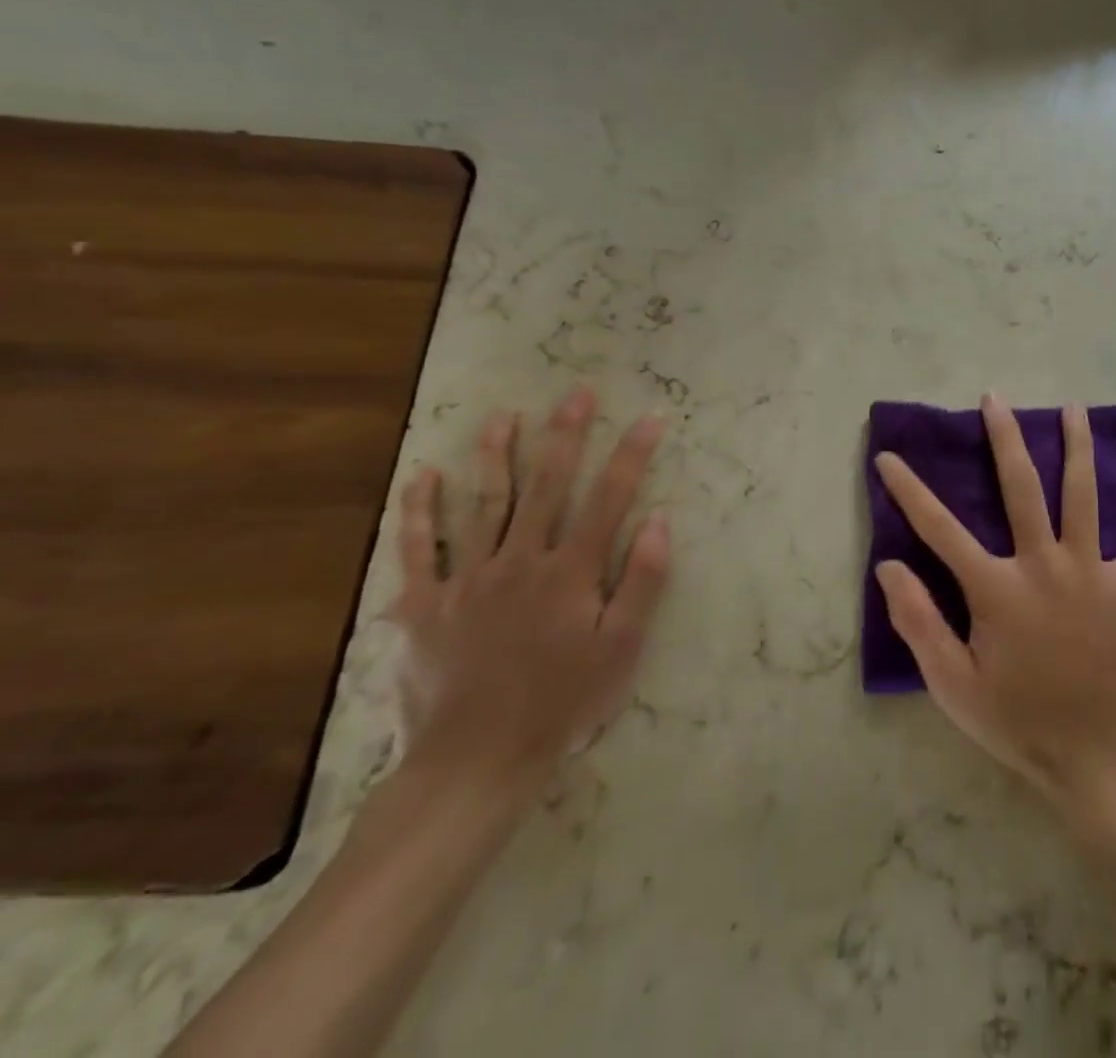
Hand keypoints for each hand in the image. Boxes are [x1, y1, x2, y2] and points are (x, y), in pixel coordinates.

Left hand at [388, 387, 670, 800]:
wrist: (478, 758)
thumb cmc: (563, 702)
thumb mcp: (623, 648)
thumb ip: (644, 581)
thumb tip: (661, 520)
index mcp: (571, 572)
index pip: (610, 499)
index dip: (632, 455)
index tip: (650, 418)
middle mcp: (521, 561)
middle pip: (548, 486)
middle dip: (567, 436)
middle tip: (577, 394)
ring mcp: (468, 579)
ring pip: (485, 504)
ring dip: (497, 456)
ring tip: (504, 416)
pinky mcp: (425, 605)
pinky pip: (418, 550)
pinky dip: (419, 511)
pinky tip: (424, 476)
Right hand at [873, 393, 1115, 809]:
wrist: (1095, 758)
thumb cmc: (1018, 721)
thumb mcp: (952, 685)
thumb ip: (919, 622)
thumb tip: (887, 566)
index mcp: (996, 589)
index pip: (939, 529)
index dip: (909, 490)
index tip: (889, 457)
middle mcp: (1043, 566)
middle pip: (1021, 487)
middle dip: (1004, 438)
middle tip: (996, 398)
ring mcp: (1090, 572)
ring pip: (1083, 495)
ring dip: (1077, 447)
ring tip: (1073, 408)